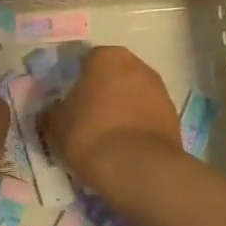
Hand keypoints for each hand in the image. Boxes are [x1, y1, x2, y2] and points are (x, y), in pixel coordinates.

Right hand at [42, 45, 184, 195]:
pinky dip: (138, 125)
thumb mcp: (56, 124)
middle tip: (87, 116)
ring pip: (133, 94)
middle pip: (114, 75)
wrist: (138, 168)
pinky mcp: (173, 115)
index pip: (87, 61)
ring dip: (122, 108)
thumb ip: (52, 112)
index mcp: (106, 57)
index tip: (70, 102)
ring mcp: (159, 89)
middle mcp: (136, 64)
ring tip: (108, 136)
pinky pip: (147, 115)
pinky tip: (126, 147)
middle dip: (103, 91)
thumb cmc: (90, 133)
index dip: (77, 81)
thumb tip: (52, 112)